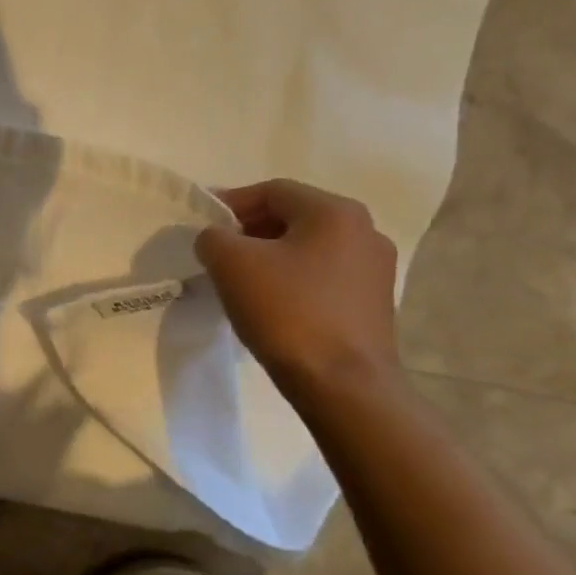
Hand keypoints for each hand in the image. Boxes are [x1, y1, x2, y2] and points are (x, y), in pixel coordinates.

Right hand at [194, 179, 400, 393]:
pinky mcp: (372, 303)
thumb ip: (213, 237)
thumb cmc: (287, 312)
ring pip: (307, 248)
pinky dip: (291, 280)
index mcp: (335, 212)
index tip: (202, 225)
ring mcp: (374, 269)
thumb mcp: (231, 263)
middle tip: (216, 253)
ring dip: (269, 257)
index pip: (272, 191)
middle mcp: (364, 231)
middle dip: (249, 231)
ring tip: (238, 281)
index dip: (230, 203)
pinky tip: (269, 304)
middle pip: (292, 217)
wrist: (342, 383)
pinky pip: (321, 277)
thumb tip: (216, 239)